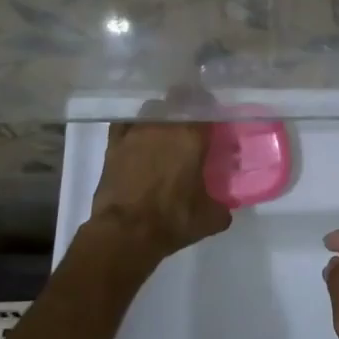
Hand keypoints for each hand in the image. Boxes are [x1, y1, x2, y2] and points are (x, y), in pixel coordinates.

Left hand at [90, 102, 230, 264]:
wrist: (125, 233)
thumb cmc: (172, 221)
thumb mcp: (210, 218)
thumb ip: (222, 206)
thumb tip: (224, 207)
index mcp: (192, 136)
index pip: (208, 111)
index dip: (212, 117)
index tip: (215, 127)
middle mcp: (165, 124)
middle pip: (180, 105)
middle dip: (188, 113)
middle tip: (191, 132)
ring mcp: (136, 130)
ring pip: (153, 110)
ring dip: (161, 117)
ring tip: (164, 134)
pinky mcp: (114, 142)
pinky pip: (126, 123)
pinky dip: (134, 126)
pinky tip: (138, 137)